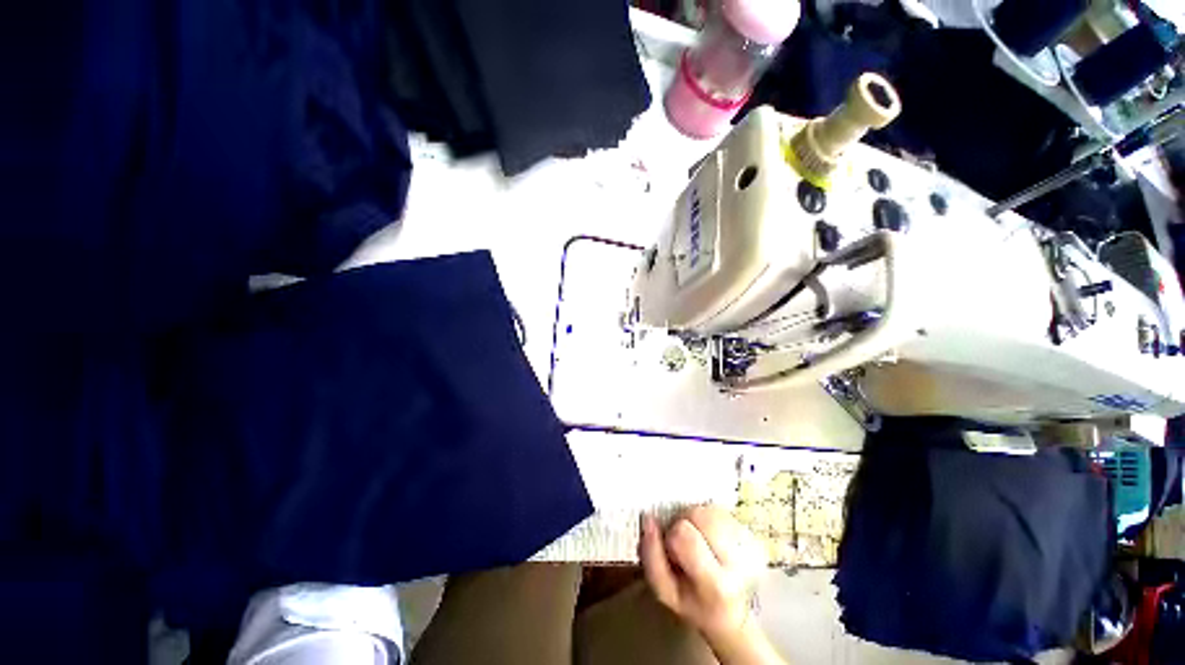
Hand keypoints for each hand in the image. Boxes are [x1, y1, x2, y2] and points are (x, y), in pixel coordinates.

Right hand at [638, 506, 767, 643]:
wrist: (732, 613)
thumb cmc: (694, 604)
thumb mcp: (665, 592)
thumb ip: (652, 557)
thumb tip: (648, 520)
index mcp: (716, 584)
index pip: (684, 535)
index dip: (671, 536)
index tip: (673, 550)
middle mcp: (737, 561)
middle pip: (699, 515)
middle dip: (684, 523)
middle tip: (684, 543)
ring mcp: (747, 544)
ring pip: (708, 509)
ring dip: (695, 518)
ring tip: (697, 539)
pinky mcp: (750, 533)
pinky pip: (719, 509)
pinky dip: (707, 516)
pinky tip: (708, 535)